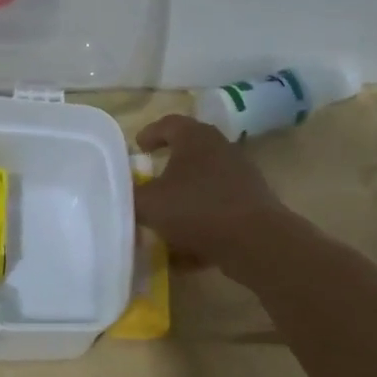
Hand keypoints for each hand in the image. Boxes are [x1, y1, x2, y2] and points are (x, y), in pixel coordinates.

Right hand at [133, 114, 291, 267]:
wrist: (255, 241)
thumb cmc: (196, 209)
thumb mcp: (149, 204)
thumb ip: (130, 196)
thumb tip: (122, 192)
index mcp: (195, 138)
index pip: (168, 123)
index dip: (150, 134)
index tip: (138, 147)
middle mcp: (221, 149)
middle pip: (189, 153)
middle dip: (168, 168)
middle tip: (149, 181)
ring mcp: (241, 177)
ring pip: (204, 184)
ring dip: (184, 200)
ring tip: (165, 221)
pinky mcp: (252, 204)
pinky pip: (218, 211)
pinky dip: (201, 225)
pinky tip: (186, 252)